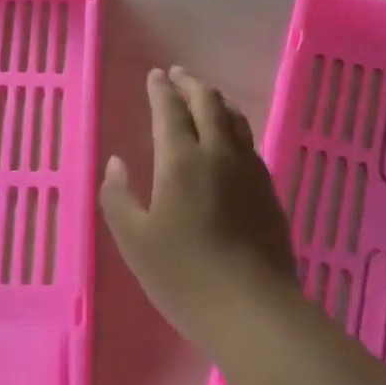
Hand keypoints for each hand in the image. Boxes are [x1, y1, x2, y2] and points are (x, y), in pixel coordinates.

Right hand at [99, 66, 296, 346]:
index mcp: (181, 160)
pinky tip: (230, 140)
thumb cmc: (184, 276)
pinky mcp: (269, 191)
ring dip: (216, 101)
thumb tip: (116, 163)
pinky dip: (234, 127)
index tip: (155, 75)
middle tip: (178, 75)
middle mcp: (219, 153)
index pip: (170, 110)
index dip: (161, 90)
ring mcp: (249, 171)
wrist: (253, 310)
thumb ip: (118, 196)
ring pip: (234, 120)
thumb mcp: (134, 241)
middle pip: (208, 104)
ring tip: (206, 96)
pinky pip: (249, 143)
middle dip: (191, 84)